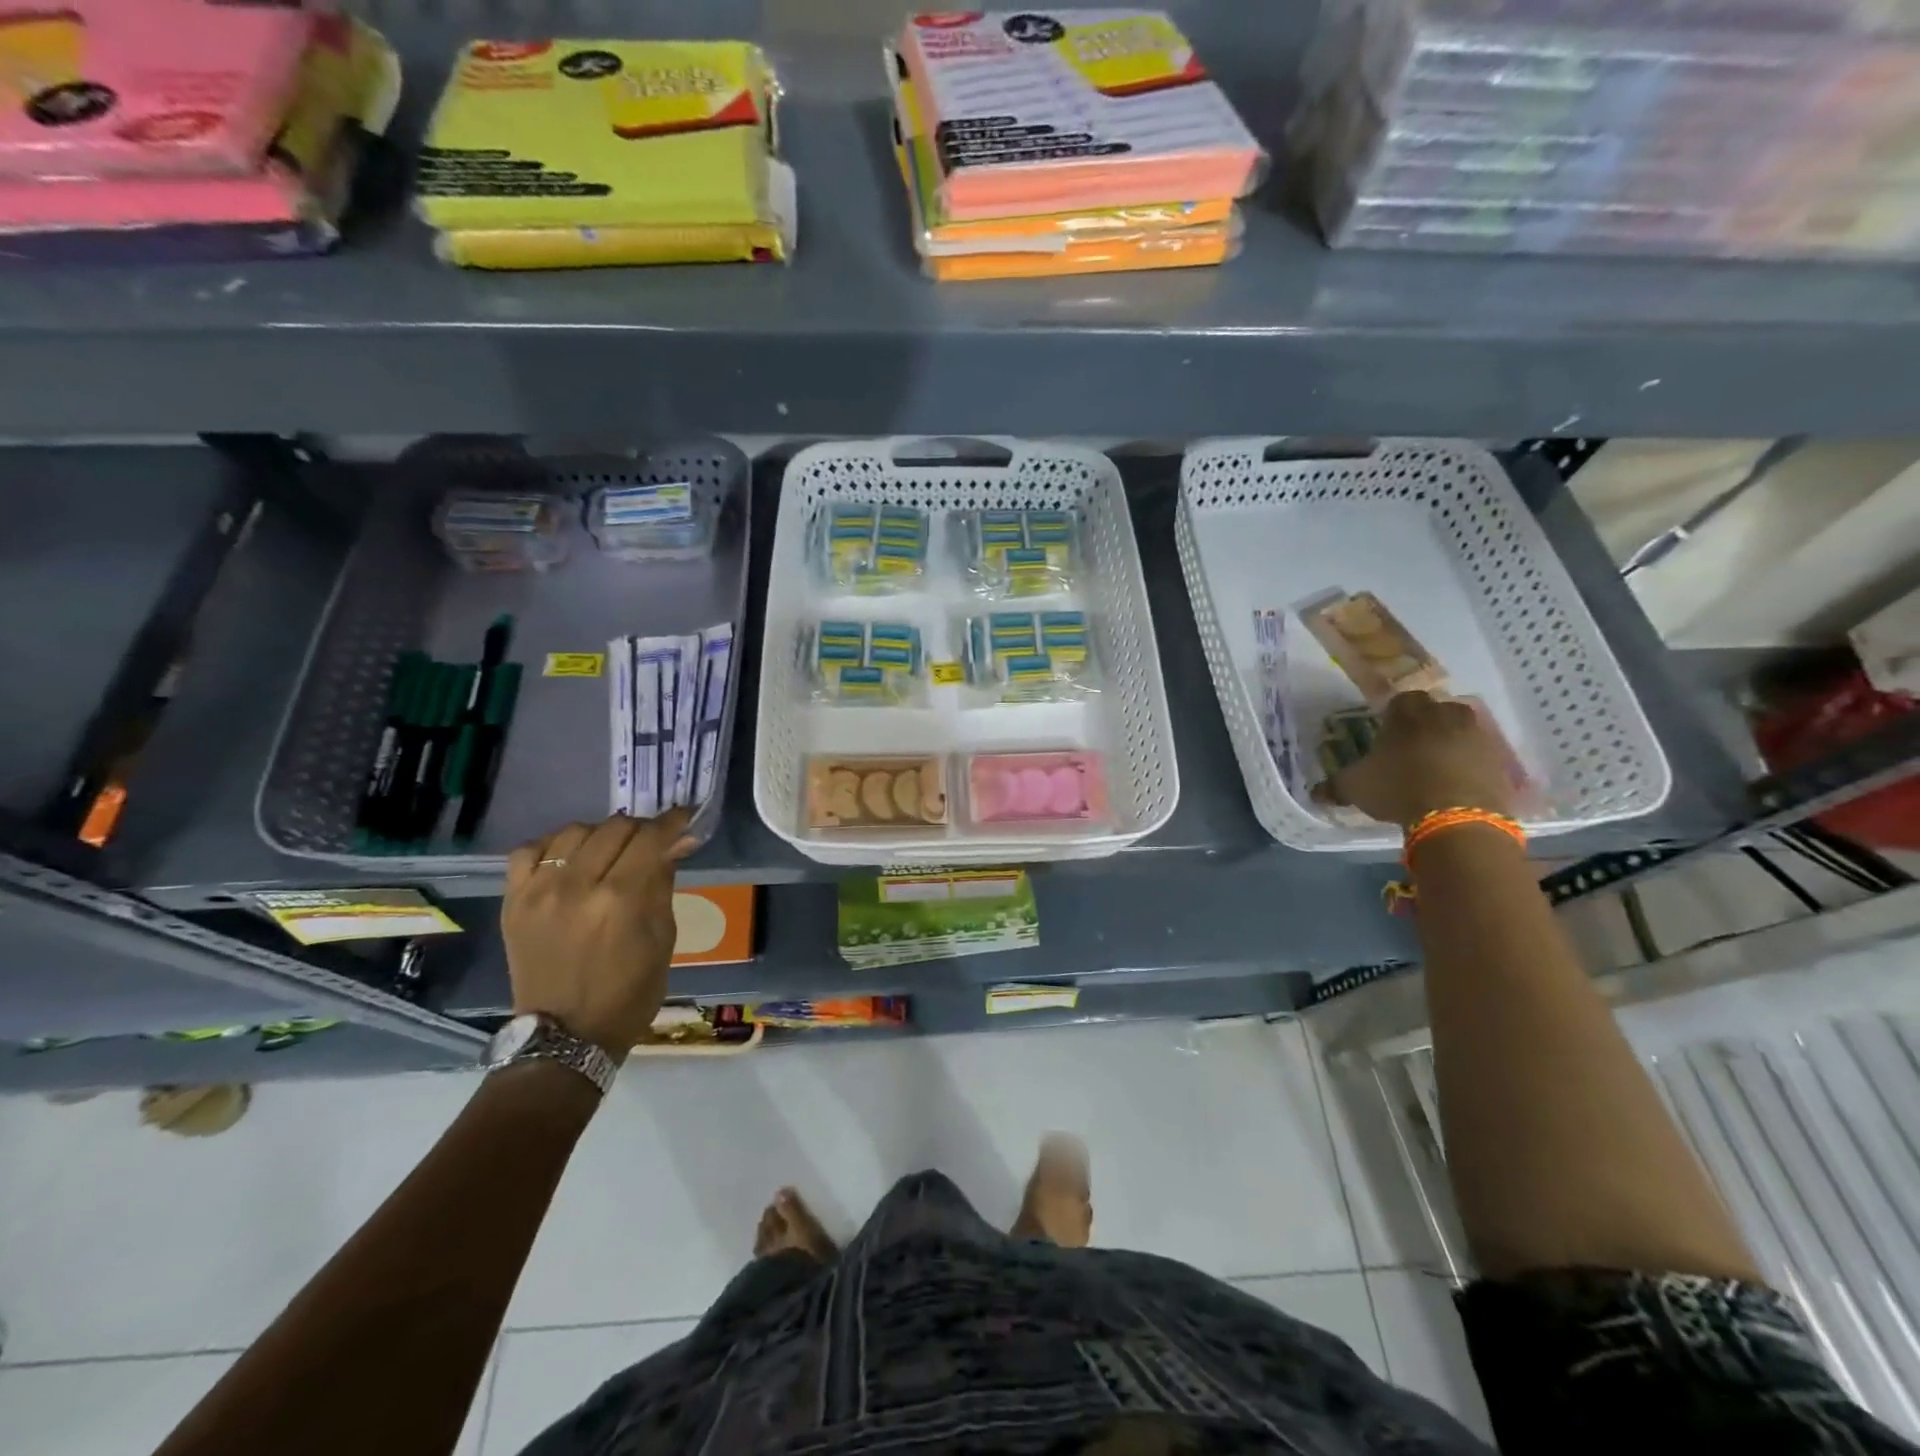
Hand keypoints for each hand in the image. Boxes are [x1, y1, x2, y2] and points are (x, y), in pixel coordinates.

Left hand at [502, 810, 696, 1060]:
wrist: (566, 1036)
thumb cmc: (630, 993)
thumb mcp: (663, 938)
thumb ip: (664, 882)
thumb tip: (679, 842)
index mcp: (622, 900)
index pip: (650, 837)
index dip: (672, 821)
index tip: (684, 817)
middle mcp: (578, 886)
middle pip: (614, 828)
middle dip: (641, 828)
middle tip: (652, 841)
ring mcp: (539, 892)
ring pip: (574, 831)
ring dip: (600, 833)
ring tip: (610, 849)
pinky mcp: (514, 902)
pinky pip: (529, 851)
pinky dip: (554, 846)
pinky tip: (569, 858)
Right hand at [1319, 691, 1517, 829]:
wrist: (1456, 816)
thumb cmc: (1397, 788)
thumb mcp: (1355, 788)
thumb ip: (1335, 786)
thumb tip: (1315, 793)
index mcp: (1408, 713)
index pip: (1402, 700)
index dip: (1394, 716)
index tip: (1387, 735)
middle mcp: (1445, 715)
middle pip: (1437, 710)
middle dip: (1427, 725)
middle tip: (1412, 749)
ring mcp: (1478, 736)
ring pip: (1462, 731)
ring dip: (1451, 743)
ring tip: (1437, 767)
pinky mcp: (1500, 761)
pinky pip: (1481, 756)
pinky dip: (1471, 765)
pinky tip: (1457, 784)